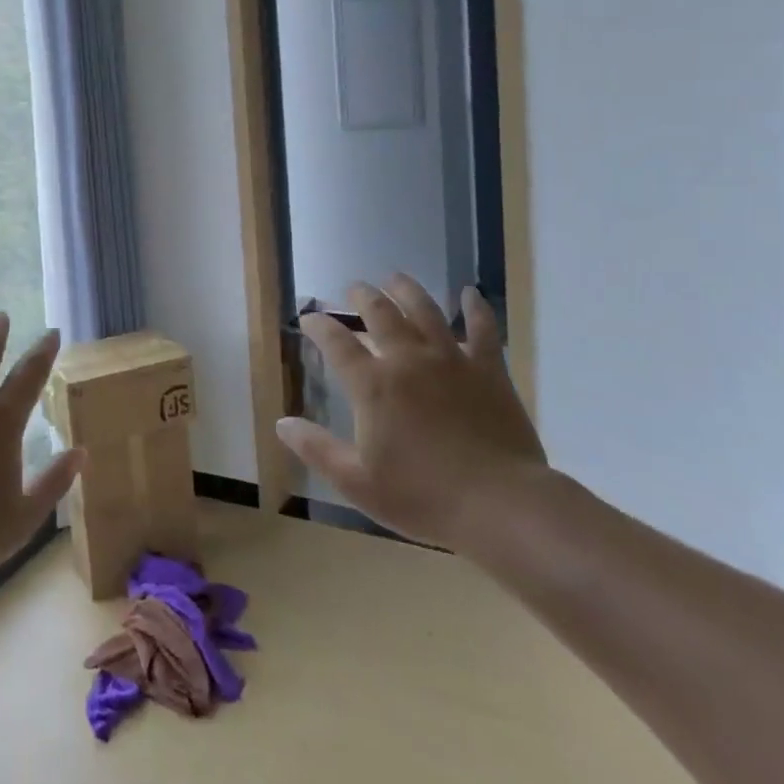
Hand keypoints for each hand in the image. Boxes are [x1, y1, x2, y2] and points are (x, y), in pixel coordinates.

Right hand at [277, 276, 546, 550]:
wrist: (500, 505)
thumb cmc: (423, 497)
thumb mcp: (356, 482)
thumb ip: (316, 449)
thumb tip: (282, 423)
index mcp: (373, 385)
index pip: (336, 343)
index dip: (318, 326)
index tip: (309, 317)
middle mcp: (408, 360)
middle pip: (380, 314)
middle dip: (362, 297)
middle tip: (354, 289)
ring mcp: (451, 360)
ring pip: (425, 310)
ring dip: (406, 290)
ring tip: (395, 278)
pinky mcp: (489, 370)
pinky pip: (483, 329)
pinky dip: (475, 307)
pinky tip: (470, 293)